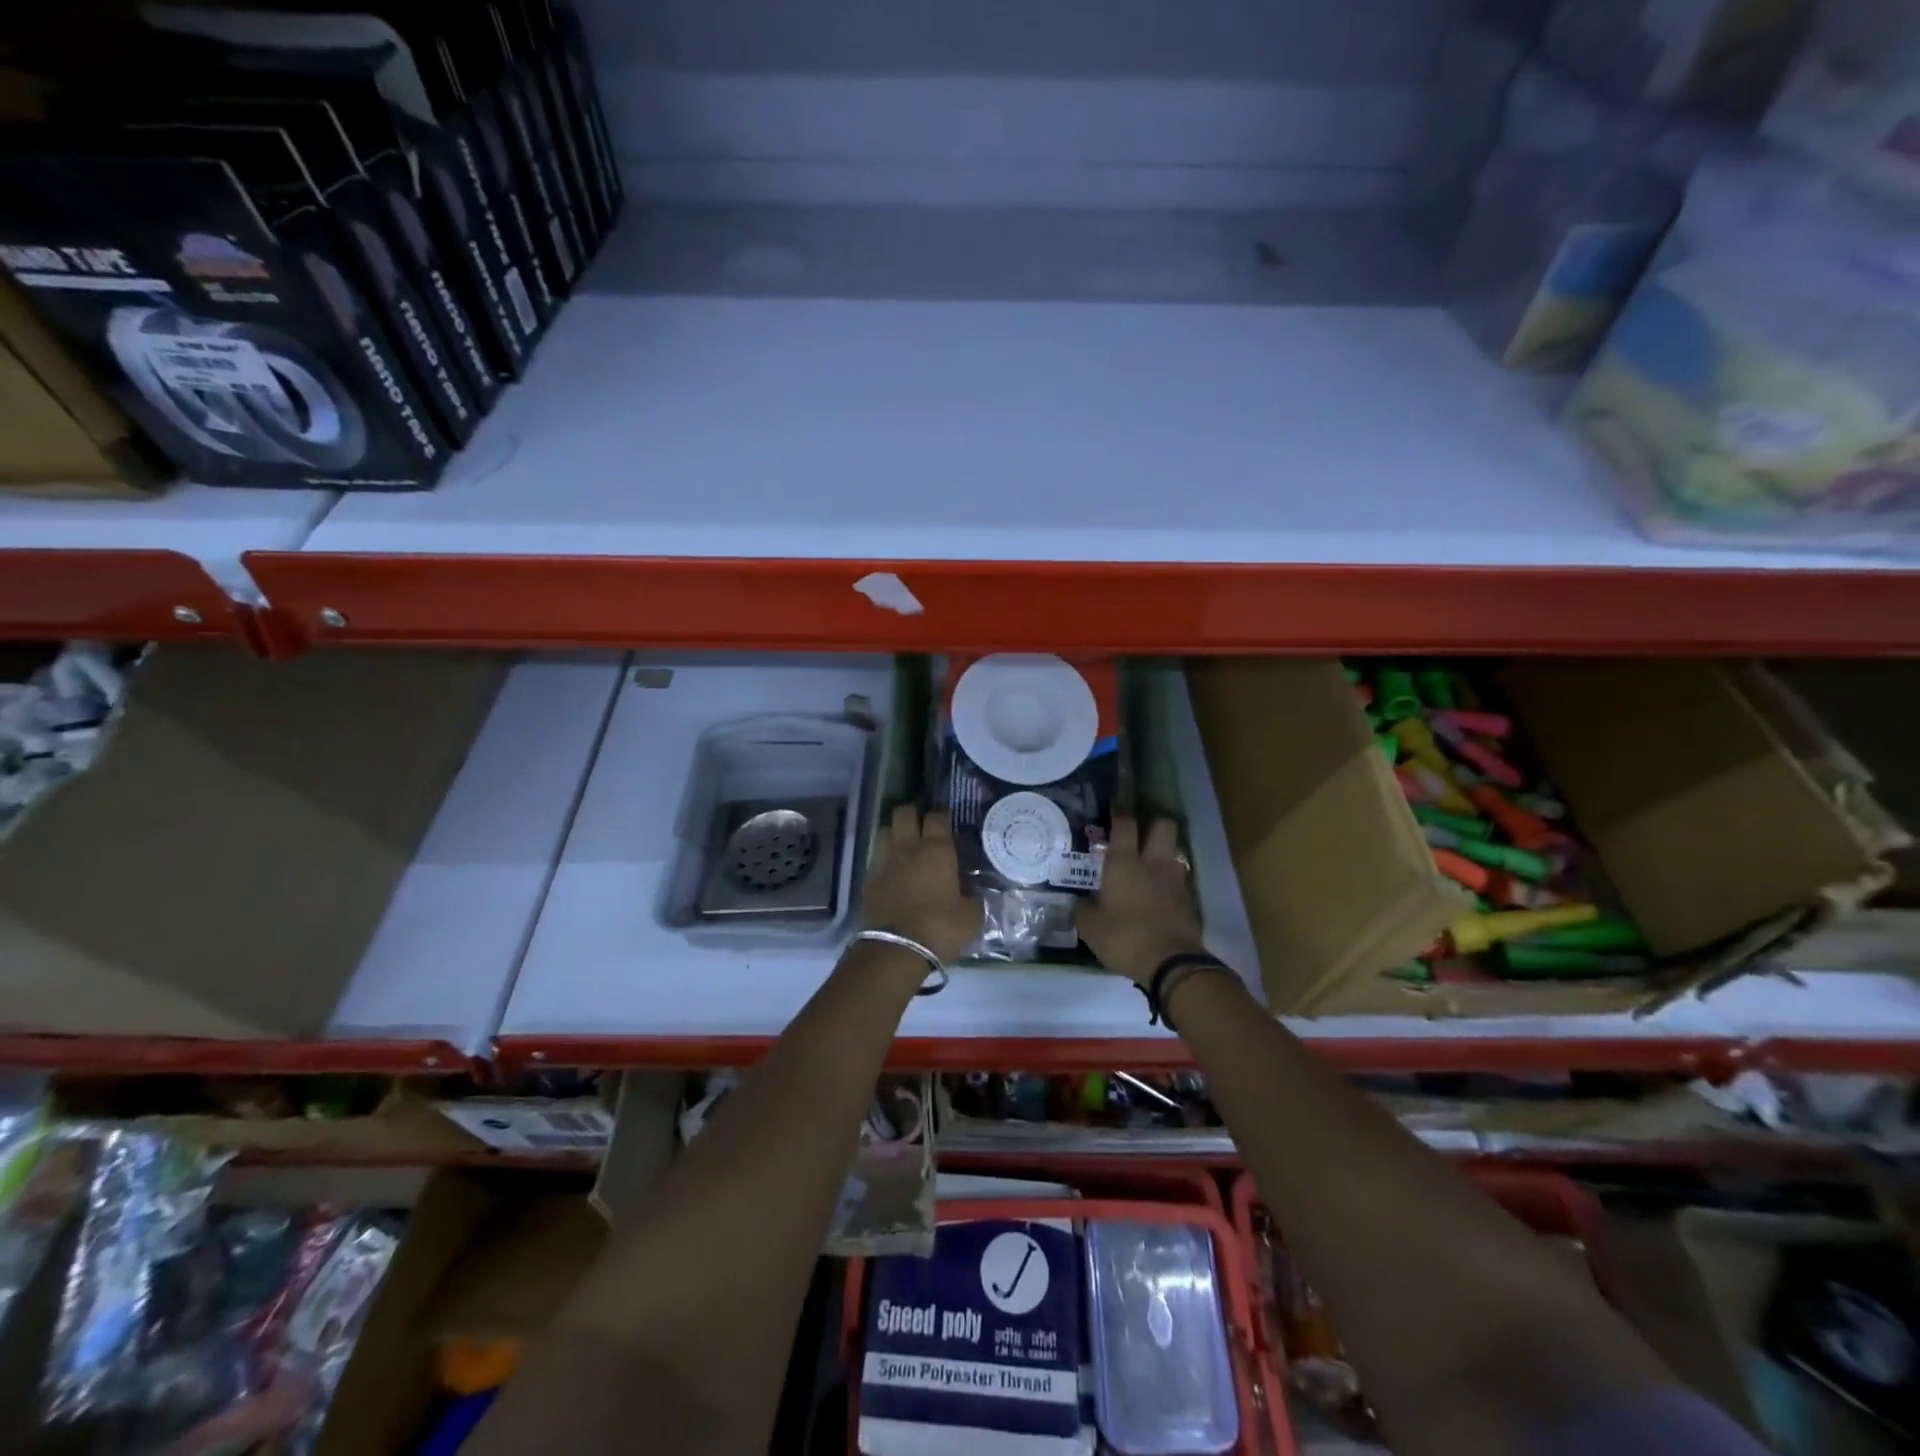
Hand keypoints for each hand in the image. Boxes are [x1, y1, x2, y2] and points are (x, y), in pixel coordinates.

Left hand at [859, 805, 983, 963]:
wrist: (895, 950)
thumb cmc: (939, 928)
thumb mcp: (971, 917)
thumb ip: (973, 899)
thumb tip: (973, 893)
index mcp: (937, 851)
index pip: (937, 816)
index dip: (941, 814)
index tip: (946, 820)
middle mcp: (908, 848)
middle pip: (904, 813)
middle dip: (912, 813)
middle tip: (921, 824)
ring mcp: (884, 862)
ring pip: (884, 830)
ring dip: (894, 832)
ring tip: (903, 843)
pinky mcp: (868, 880)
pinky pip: (876, 857)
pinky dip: (884, 858)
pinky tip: (892, 870)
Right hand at [1078, 815, 1205, 985]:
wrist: (1172, 964)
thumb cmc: (1124, 938)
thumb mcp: (1091, 928)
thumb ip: (1083, 910)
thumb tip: (1078, 902)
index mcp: (1124, 864)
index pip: (1125, 824)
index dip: (1121, 810)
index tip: (1117, 803)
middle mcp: (1153, 864)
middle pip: (1163, 826)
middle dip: (1154, 821)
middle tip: (1142, 830)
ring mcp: (1175, 880)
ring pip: (1174, 852)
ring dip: (1164, 852)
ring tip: (1150, 864)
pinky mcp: (1189, 900)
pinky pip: (1179, 880)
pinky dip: (1169, 882)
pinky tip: (1159, 894)